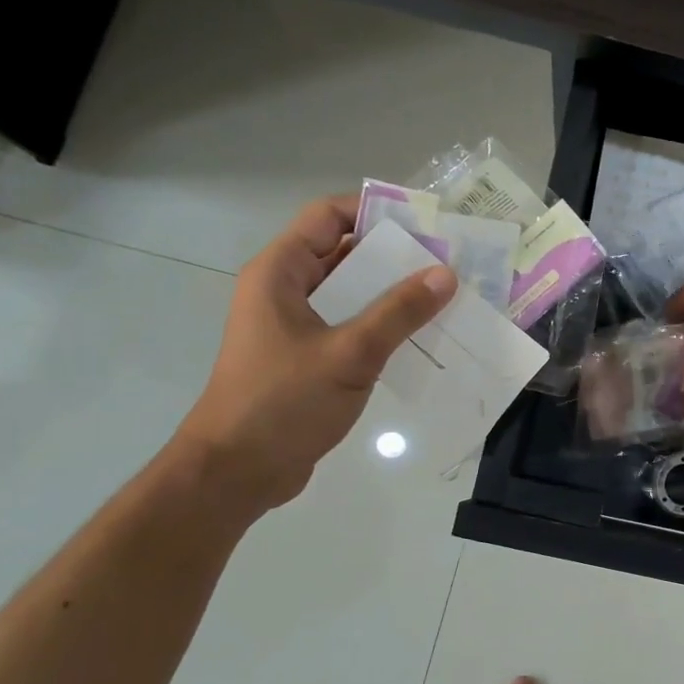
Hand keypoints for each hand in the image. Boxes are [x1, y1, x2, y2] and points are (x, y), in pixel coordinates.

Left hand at [173, 195, 455, 512]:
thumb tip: (445, 274)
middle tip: (447, 262)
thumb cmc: (283, 402)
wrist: (236, 472)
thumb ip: (398, 312)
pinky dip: (382, 326)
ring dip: (392, 294)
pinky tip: (421, 338)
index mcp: (280, 273)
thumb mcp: (349, 353)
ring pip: (350, 293)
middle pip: (343, 253)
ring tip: (444, 297)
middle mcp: (284, 290)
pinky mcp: (306, 358)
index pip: (327, 216)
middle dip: (394, 255)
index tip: (425, 222)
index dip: (374, 211)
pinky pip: (350, 326)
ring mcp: (294, 326)